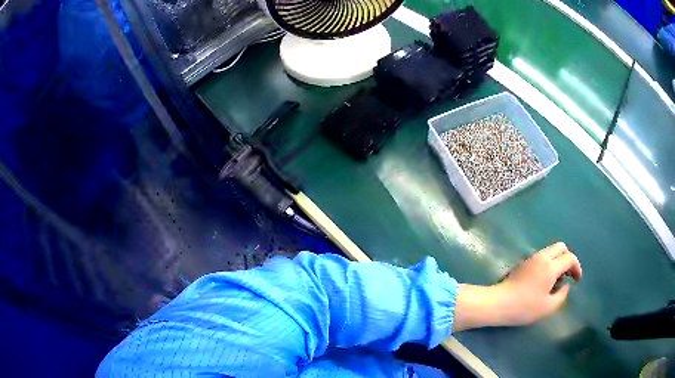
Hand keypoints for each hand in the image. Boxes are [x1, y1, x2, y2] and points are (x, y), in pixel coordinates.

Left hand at [453, 242, 581, 330]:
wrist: (498, 303)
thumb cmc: (524, 307)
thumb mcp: (547, 307)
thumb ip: (562, 295)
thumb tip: (566, 286)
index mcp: (551, 266)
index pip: (570, 258)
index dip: (577, 267)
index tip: (577, 280)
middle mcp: (542, 257)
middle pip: (561, 247)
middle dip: (568, 258)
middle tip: (567, 275)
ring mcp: (531, 258)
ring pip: (550, 250)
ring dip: (558, 260)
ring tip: (557, 279)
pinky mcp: (523, 263)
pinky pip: (542, 256)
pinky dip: (549, 262)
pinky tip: (545, 279)